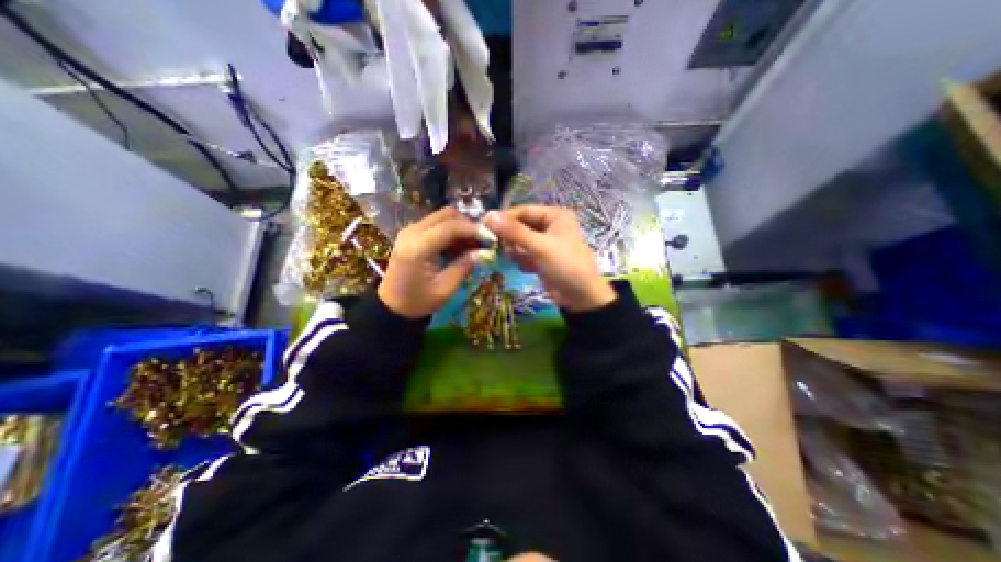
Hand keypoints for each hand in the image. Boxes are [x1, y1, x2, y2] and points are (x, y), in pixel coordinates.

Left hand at [380, 206, 480, 319]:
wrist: (391, 307)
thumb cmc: (418, 302)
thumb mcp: (445, 289)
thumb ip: (464, 267)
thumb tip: (483, 252)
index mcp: (418, 247)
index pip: (451, 226)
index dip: (474, 229)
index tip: (491, 238)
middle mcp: (412, 232)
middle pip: (447, 215)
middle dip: (468, 224)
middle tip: (483, 240)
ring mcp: (410, 231)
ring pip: (442, 217)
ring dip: (461, 227)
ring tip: (474, 244)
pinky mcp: (412, 234)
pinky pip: (436, 224)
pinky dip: (451, 231)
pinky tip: (461, 246)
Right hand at [487, 207, 618, 310]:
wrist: (581, 297)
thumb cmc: (565, 265)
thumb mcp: (540, 246)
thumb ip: (514, 231)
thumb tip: (489, 215)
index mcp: (555, 216)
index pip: (524, 211)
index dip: (504, 218)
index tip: (484, 226)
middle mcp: (550, 226)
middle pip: (521, 226)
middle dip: (511, 238)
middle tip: (497, 247)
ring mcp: (546, 243)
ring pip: (520, 241)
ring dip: (517, 251)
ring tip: (522, 261)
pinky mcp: (542, 258)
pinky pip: (524, 254)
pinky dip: (523, 261)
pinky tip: (529, 269)